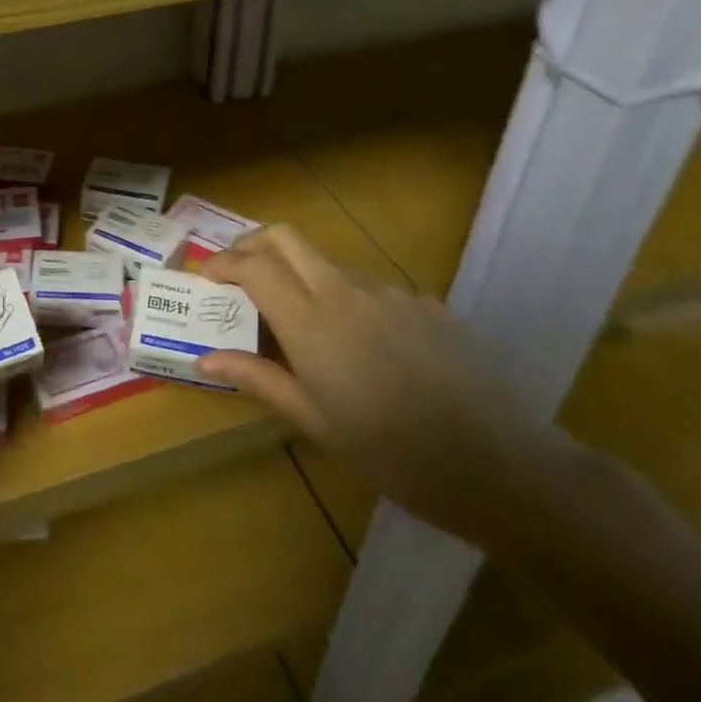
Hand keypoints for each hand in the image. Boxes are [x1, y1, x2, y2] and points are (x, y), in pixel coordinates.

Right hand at [197, 224, 574, 548]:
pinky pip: (372, 289)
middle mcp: (345, 291)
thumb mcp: (315, 422)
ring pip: (329, 263)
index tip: (207, 278)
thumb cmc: (391, 453)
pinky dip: (348, 302)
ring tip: (301, 325)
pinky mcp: (424, 302)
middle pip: (286, 236)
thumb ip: (258, 379)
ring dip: (301, 276)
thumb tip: (204, 358)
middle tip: (238, 273)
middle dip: (252, 244)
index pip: (253, 265)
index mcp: (311, 322)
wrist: (496, 464)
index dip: (223, 263)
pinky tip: (366, 350)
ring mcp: (389, 291)